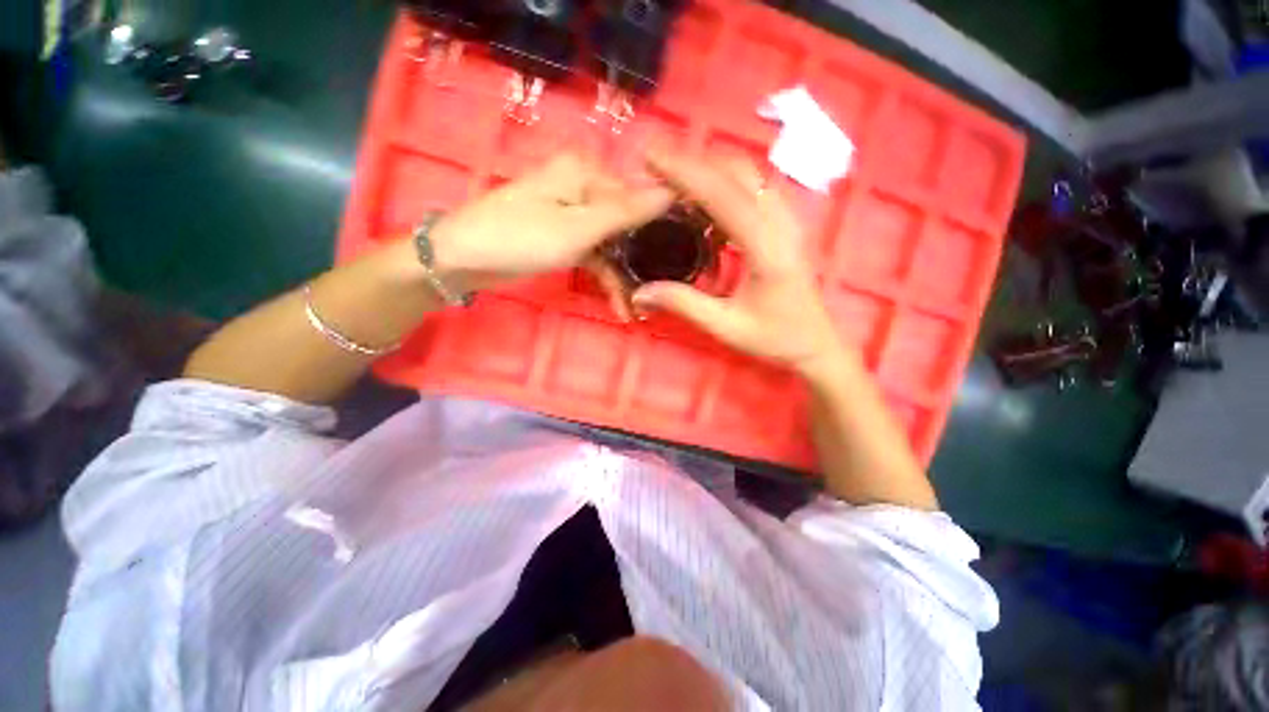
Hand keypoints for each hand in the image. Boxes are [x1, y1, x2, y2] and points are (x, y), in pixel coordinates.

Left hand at [428, 153, 673, 290]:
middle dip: (639, 261)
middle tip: (659, 291)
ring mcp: (574, 216)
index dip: (658, 228)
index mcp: (586, 172)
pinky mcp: (566, 239)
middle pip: (626, 225)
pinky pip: (596, 257)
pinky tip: (619, 304)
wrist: (463, 259)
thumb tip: (672, 191)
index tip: (679, 259)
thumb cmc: (519, 237)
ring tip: (637, 309)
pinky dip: (605, 279)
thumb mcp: (577, 228)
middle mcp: (583, 188)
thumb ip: (625, 213)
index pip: (637, 197)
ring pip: (612, 246)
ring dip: (623, 277)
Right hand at [631, 151, 847, 376]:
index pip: (723, 195)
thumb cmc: (774, 338)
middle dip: (692, 163)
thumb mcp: (726, 327)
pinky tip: (701, 205)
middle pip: (737, 172)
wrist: (816, 344)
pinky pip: (752, 190)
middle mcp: (782, 223)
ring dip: (708, 171)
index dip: (685, 172)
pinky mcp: (785, 224)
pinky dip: (722, 187)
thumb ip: (684, 305)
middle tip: (654, 167)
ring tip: (672, 181)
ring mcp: (787, 220)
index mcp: (768, 247)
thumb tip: (640, 292)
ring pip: (747, 176)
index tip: (650, 157)